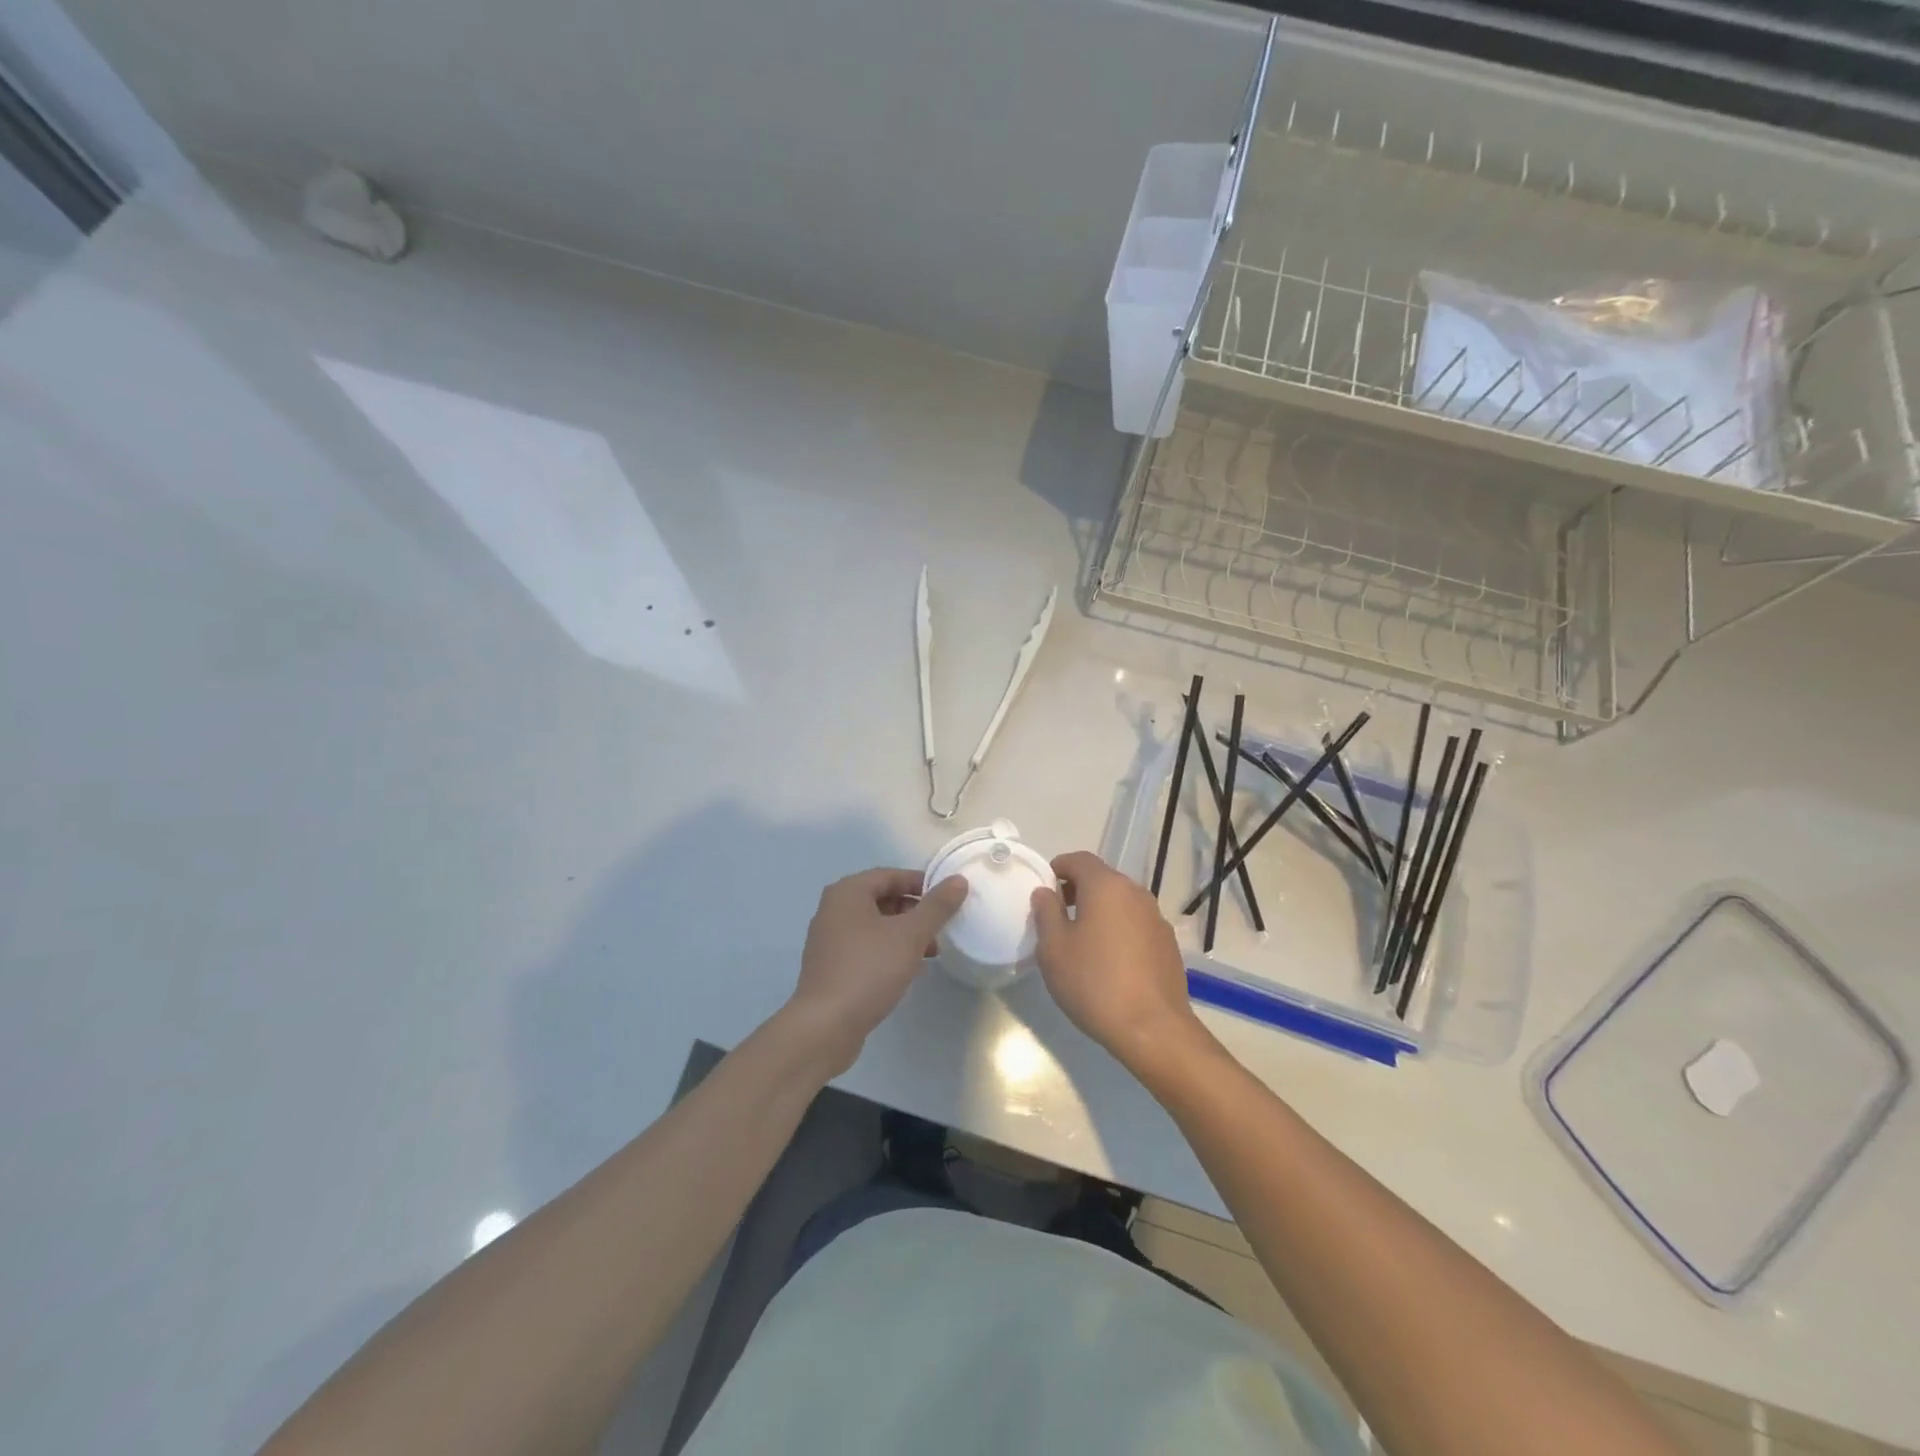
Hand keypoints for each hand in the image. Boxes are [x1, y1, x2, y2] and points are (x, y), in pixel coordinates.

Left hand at [783, 868, 968, 1077]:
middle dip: (914, 912)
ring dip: (904, 934)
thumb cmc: (869, 969)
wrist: (825, 1026)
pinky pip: (866, 948)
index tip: (947, 899)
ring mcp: (829, 940)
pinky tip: (908, 970)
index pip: (890, 875)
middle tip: (940, 928)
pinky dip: (888, 951)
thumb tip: (958, 880)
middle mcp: (833, 910)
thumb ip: (936, 906)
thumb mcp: (910, 935)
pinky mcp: (831, 967)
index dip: (921, 883)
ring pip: (875, 926)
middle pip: (882, 899)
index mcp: (847, 892)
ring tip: (931, 952)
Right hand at [1030, 851, 1212, 1077]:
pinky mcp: (1168, 944)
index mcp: (1106, 886)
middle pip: (1102, 879)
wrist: (1153, 1029)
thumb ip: (1046, 912)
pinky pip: (1136, 924)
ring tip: (1082, 941)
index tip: (1043, 889)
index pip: (1079, 859)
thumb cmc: (1094, 983)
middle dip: (1077, 890)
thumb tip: (1045, 892)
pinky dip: (1119, 930)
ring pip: (1120, 902)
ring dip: (1100, 911)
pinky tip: (1109, 962)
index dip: (1058, 868)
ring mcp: (1156, 918)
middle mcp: (1135, 893)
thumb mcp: (1054, 949)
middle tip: (1057, 917)